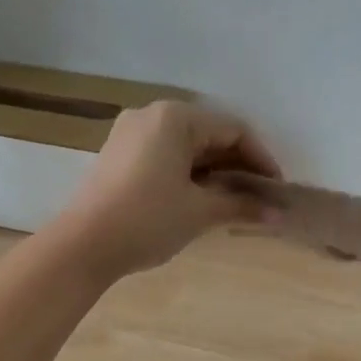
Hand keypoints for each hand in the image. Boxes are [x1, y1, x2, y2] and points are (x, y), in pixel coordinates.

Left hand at [55, 100, 280, 278]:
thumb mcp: (200, 211)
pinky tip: (201, 198)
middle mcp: (153, 114)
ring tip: (234, 202)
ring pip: (187, 145)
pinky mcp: (119, 154)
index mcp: (176, 117)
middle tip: (259, 197)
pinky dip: (189, 172)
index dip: (261, 159)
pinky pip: (166, 154)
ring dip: (215, 171)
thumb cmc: (147, 219)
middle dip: (238, 165)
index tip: (276, 189)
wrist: (82, 245)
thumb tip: (279, 214)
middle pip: (210, 134)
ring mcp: (131, 133)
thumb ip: (242, 206)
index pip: (233, 130)